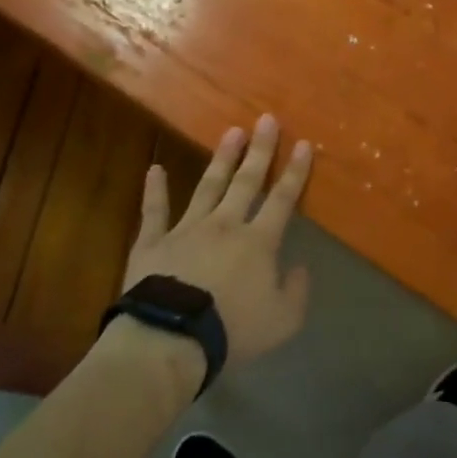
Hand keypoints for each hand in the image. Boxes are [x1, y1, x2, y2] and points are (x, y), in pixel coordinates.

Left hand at [125, 113, 313, 367]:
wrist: (171, 338)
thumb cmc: (231, 330)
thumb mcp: (282, 321)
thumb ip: (296, 292)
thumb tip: (299, 267)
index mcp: (258, 242)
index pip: (282, 199)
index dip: (295, 171)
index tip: (303, 143)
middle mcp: (225, 225)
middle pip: (246, 181)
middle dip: (260, 150)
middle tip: (266, 119)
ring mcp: (186, 229)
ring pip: (208, 186)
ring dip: (221, 159)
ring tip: (231, 132)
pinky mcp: (154, 241)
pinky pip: (155, 211)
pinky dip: (154, 190)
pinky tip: (154, 168)